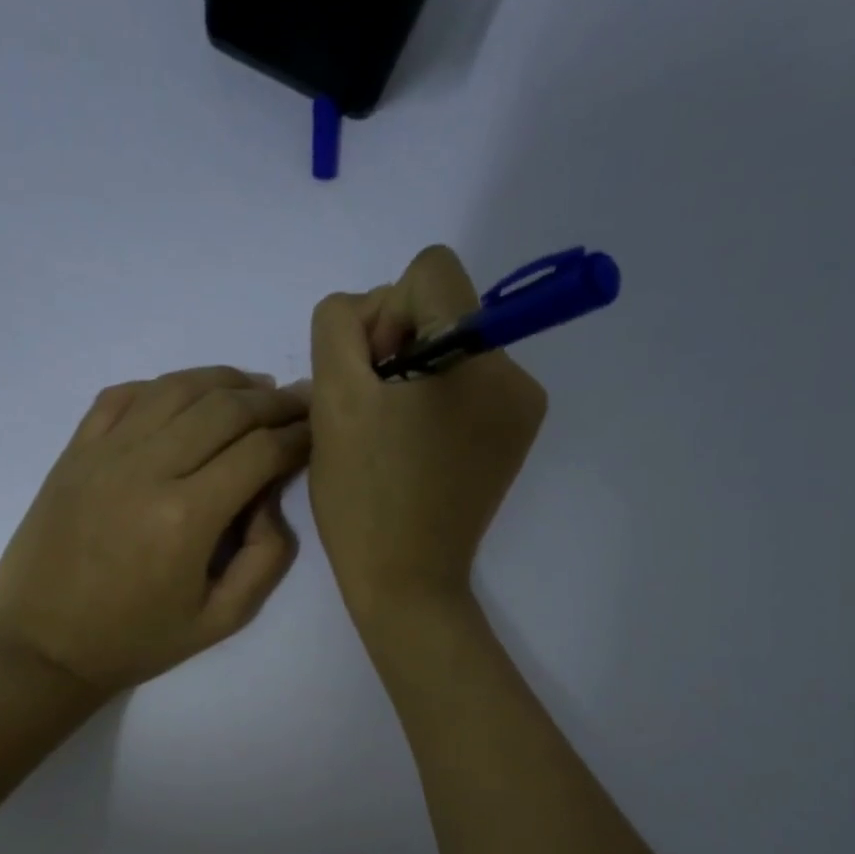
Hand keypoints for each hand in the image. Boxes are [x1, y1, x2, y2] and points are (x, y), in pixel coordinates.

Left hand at [0, 366, 309, 695]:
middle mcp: (146, 469)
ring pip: (176, 388)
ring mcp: (104, 453)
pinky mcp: (74, 452)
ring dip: (224, 381)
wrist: (44, 646)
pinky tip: (186, 396)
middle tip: (299, 400)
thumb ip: (266, 558)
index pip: (259, 451)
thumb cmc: (136, 640)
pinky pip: (123, 395)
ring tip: (253, 388)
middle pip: (224, 408)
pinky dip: (163, 386)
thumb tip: (270, 497)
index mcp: (186, 517)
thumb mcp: (221, 620)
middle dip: (272, 401)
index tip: (317, 430)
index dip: (297, 434)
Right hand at [308, 245, 547, 625]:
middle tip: (372, 413)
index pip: (431, 271)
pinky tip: (412, 449)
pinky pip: (467, 386)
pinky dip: (434, 403)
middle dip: (397, 346)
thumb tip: (374, 315)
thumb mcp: (332, 400)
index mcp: (477, 357)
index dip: (385, 312)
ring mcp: (521, 410)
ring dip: (412, 376)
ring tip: (389, 437)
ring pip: (452, 347)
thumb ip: (341, 326)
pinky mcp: (513, 438)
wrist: (406, 582)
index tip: (371, 374)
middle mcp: (515, 373)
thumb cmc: (364, 498)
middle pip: (444, 307)